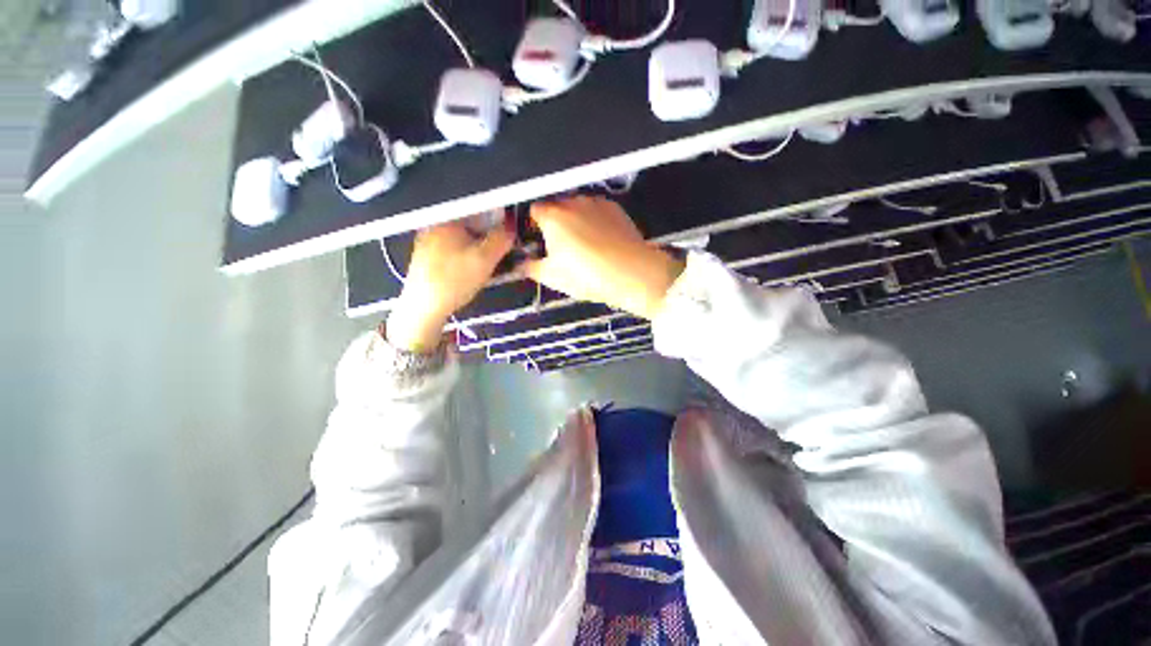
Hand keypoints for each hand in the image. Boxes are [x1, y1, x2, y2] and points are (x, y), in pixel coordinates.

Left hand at [387, 217, 513, 351]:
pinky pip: (452, 251)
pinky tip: (467, 273)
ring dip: (476, 249)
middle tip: (496, 255)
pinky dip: (464, 258)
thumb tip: (511, 226)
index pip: (478, 210)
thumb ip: (502, 239)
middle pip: (470, 225)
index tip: (506, 235)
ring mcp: (427, 242)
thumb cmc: (454, 281)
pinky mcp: (425, 258)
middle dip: (486, 237)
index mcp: (447, 220)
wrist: (424, 307)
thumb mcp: (485, 259)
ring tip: (483, 266)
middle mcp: (434, 226)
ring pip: (461, 239)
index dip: (497, 220)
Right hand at [522, 196, 684, 319]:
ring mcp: (596, 202)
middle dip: (555, 224)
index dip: (534, 227)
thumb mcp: (552, 277)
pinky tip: (603, 241)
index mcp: (553, 216)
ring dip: (576, 221)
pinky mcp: (615, 208)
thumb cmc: (587, 275)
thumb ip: (530, 267)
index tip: (540, 243)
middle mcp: (573, 202)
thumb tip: (521, 264)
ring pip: (578, 208)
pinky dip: (595, 221)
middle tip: (563, 249)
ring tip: (586, 246)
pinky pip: (597, 211)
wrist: (632, 273)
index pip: (533, 211)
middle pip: (556, 208)